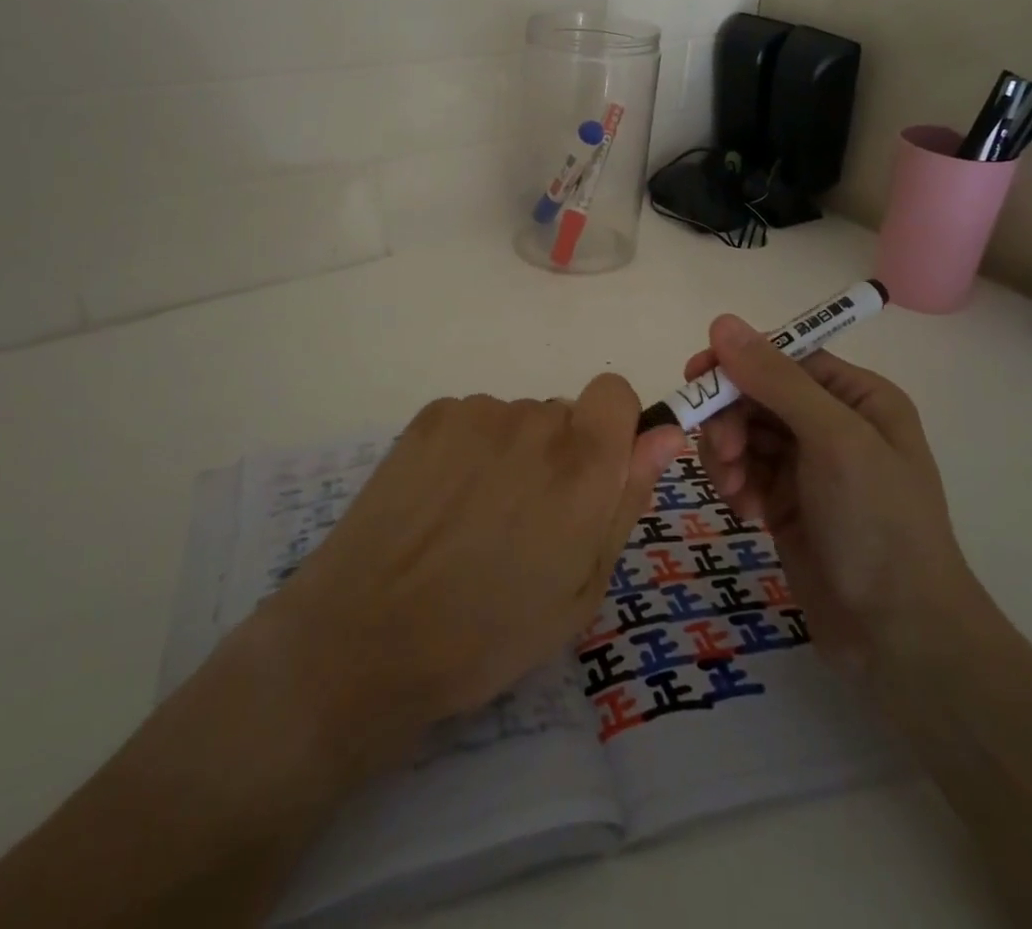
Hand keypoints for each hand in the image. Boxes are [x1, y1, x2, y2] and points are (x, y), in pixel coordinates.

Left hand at [251, 375, 680, 755]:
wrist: (366, 638)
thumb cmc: (489, 633)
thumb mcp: (582, 587)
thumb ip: (626, 500)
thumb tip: (665, 435)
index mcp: (582, 462)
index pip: (616, 392)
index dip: (612, 429)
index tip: (594, 476)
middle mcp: (533, 420)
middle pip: (563, 414)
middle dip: (559, 455)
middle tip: (524, 523)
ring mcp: (476, 413)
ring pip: (516, 420)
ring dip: (511, 454)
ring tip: (473, 521)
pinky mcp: (429, 416)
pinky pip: (472, 420)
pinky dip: (468, 450)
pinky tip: (439, 503)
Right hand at [684, 316, 985, 678]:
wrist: (900, 637)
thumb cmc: (878, 524)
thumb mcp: (833, 440)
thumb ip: (777, 379)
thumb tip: (722, 321)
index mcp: (857, 397)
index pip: (784, 357)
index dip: (739, 362)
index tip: (697, 378)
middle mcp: (833, 424)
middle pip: (757, 395)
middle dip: (732, 420)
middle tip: (723, 454)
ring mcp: (809, 467)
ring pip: (744, 434)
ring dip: (729, 456)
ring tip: (737, 492)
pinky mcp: (787, 504)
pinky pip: (745, 473)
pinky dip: (737, 486)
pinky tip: (747, 513)